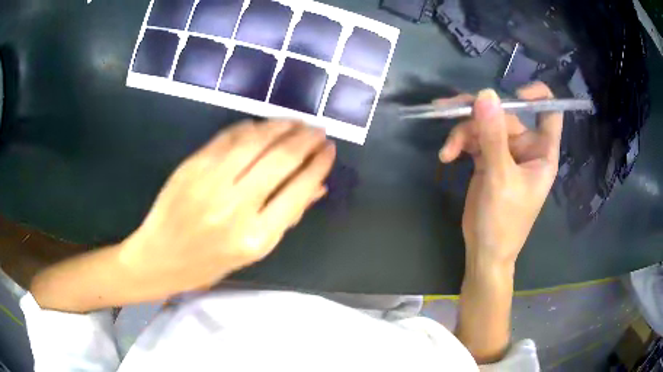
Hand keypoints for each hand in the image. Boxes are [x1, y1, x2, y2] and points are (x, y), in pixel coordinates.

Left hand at [120, 120, 335, 293]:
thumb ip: (286, 217)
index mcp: (256, 238)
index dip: (318, 165)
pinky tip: (263, 126)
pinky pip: (228, 137)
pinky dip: (250, 127)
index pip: (298, 191)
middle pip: (280, 160)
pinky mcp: (193, 165)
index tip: (328, 149)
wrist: (160, 258)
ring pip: (255, 141)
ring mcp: (210, 182)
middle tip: (317, 130)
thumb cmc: (209, 263)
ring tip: (296, 123)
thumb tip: (317, 186)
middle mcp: (235, 207)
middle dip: (305, 140)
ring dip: (281, 126)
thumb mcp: (253, 252)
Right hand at [438, 82, 562, 264]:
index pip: (549, 113)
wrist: (485, 251)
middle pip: (505, 115)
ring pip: (485, 124)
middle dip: (479, 117)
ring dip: (463, 132)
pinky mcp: (487, 159)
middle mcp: (526, 148)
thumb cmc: (504, 222)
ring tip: (447, 151)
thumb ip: (494, 136)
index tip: (514, 94)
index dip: (537, 96)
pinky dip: (459, 143)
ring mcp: (506, 152)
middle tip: (450, 115)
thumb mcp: (500, 178)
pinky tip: (447, 156)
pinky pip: (474, 138)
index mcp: (542, 152)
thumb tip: (485, 94)